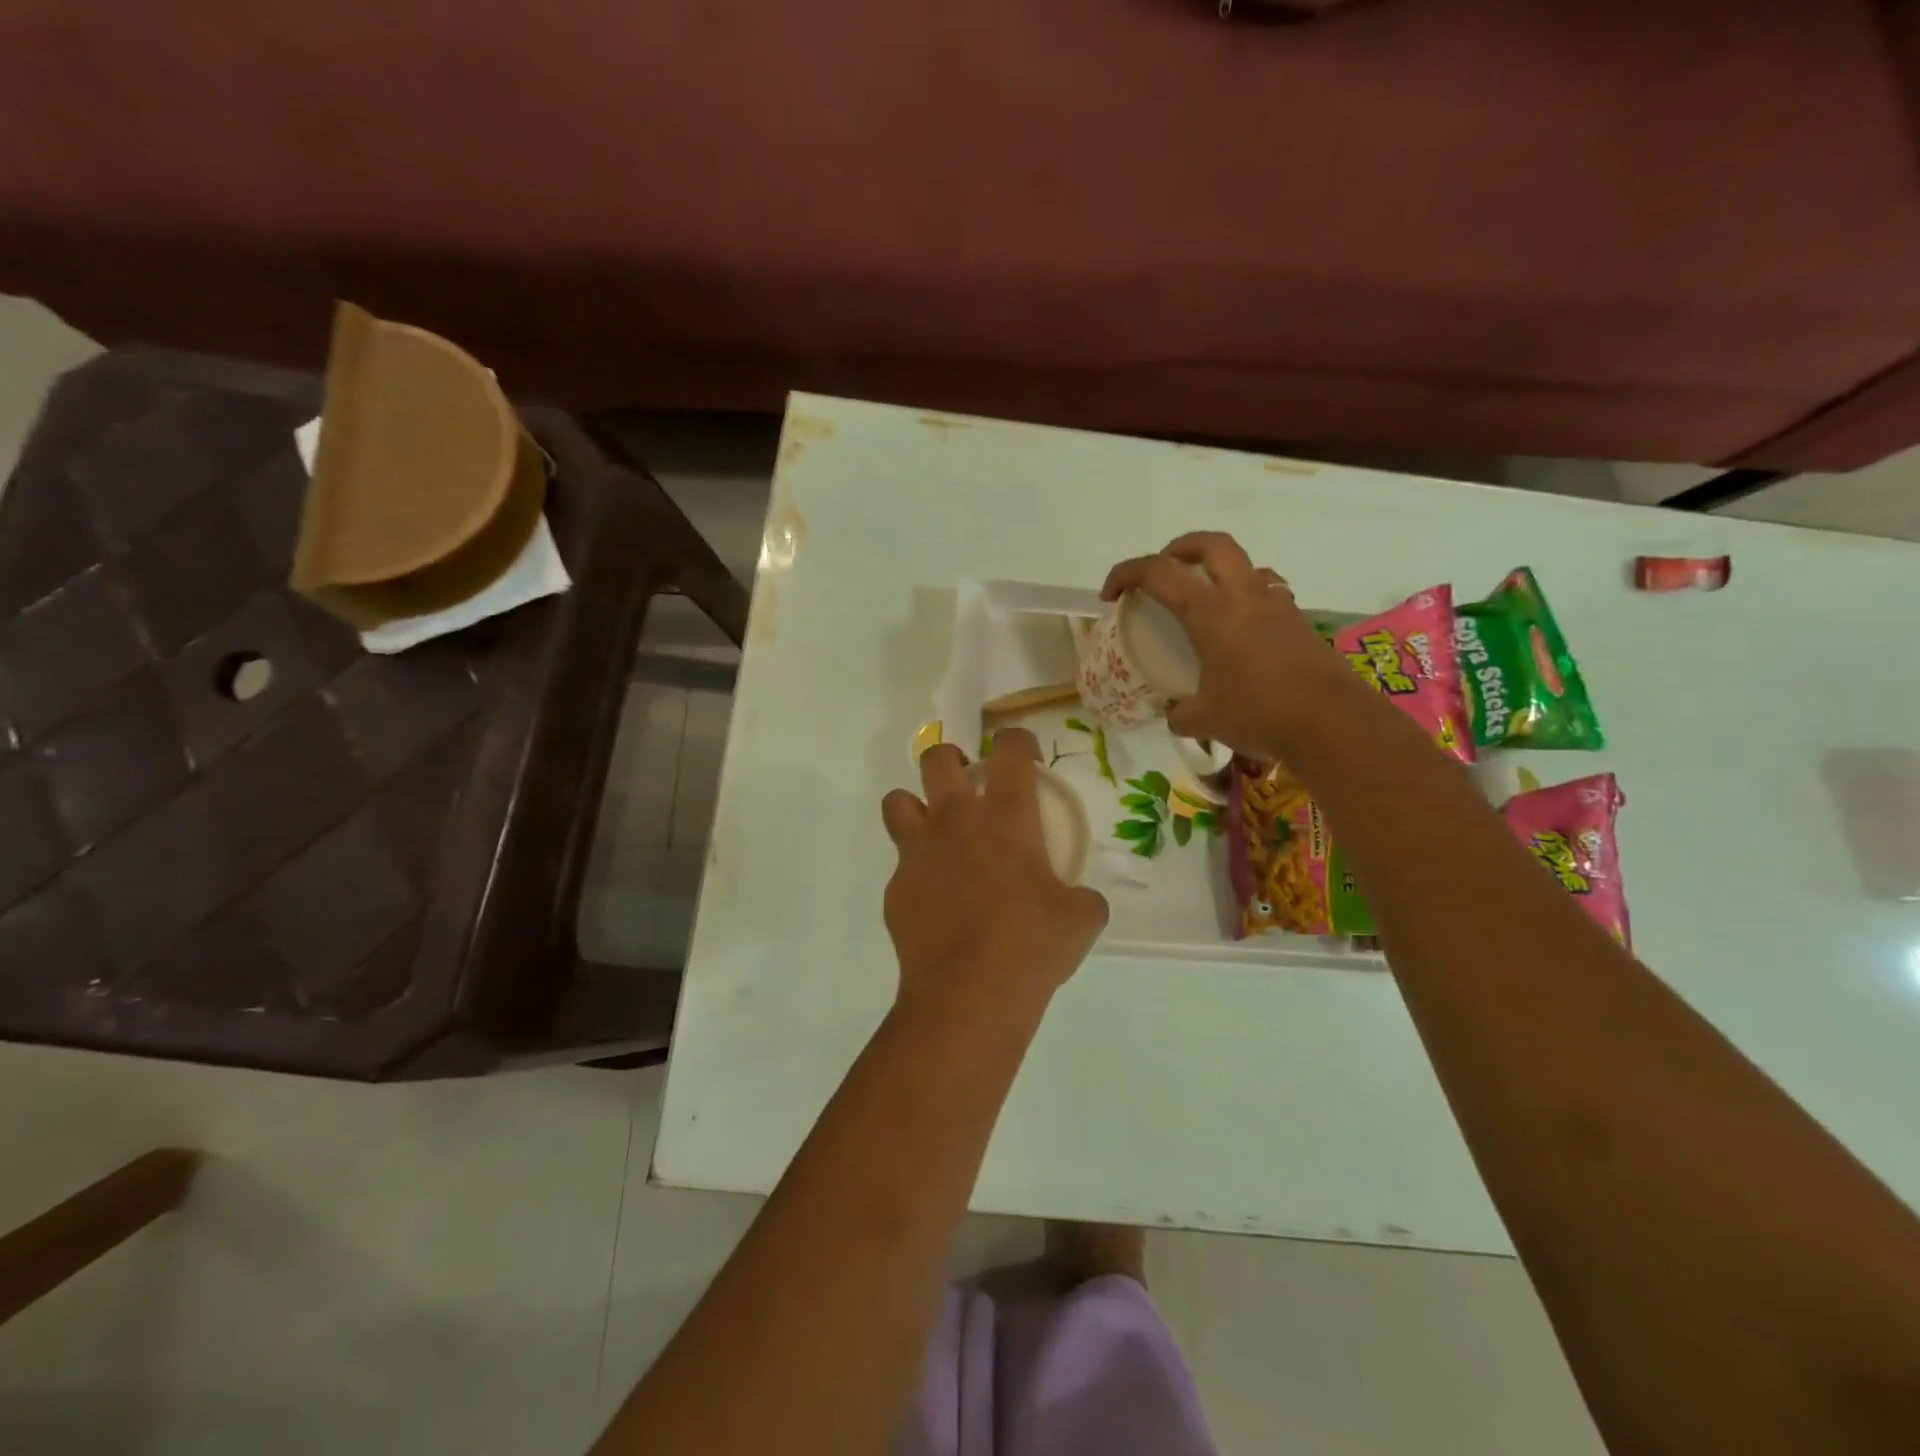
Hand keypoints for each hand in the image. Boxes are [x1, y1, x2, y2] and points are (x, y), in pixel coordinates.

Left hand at [881, 728, 1108, 1009]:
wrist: (970, 994)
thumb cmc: (1032, 945)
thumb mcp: (1081, 918)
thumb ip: (1081, 896)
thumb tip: (1077, 899)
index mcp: (1005, 816)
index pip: (1009, 749)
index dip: (1018, 741)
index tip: (1025, 757)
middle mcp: (955, 821)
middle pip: (937, 758)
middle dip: (952, 760)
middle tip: (969, 785)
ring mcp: (918, 852)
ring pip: (897, 801)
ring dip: (916, 807)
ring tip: (936, 833)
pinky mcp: (895, 888)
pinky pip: (900, 866)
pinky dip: (917, 873)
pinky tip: (936, 903)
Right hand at [1101, 530, 1340, 759]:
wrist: (1332, 722)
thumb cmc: (1259, 713)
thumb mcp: (1204, 719)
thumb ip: (1180, 712)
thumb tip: (1174, 713)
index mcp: (1209, 611)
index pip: (1157, 572)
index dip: (1125, 574)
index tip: (1110, 595)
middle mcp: (1243, 595)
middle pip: (1210, 544)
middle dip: (1178, 548)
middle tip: (1163, 570)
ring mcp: (1276, 604)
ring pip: (1244, 564)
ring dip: (1217, 570)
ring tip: (1204, 599)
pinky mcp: (1298, 621)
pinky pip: (1266, 592)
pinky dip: (1244, 598)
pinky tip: (1239, 631)